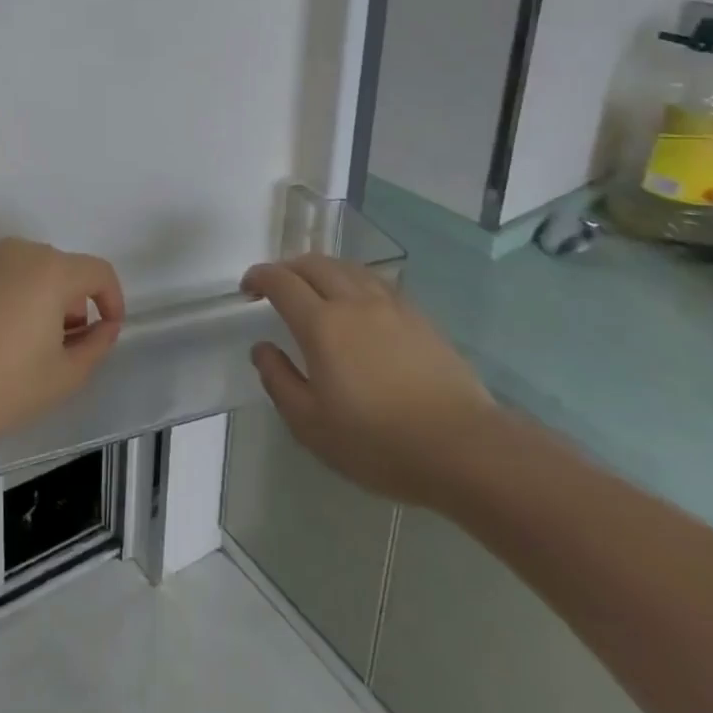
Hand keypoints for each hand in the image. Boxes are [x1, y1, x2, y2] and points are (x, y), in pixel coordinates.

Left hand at [0, 238, 124, 450]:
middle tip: (63, 345)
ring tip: (23, 344)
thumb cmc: (0, 385)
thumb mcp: (63, 377)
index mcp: (50, 270)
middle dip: (72, 302)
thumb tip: (104, 326)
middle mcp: (17, 251)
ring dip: (37, 298)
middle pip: (60, 269)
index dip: (112, 300)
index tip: (106, 331)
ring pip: (25, 271)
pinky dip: (3, 297)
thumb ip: (96, 345)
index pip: (98, 272)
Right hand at [243, 255, 499, 508]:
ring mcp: (390, 306)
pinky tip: (357, 302)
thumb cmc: (379, 442)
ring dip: (321, 269)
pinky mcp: (419, 317)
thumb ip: (279, 381)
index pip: (281, 282)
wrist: (465, 448)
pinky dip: (353, 280)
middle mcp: (353, 302)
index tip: (248, 288)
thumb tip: (262, 349)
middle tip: (276, 286)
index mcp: (321, 324)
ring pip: (347, 267)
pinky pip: (376, 282)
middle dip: (287, 268)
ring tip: (314, 288)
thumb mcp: (311, 425)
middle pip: (313, 264)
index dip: (259, 277)